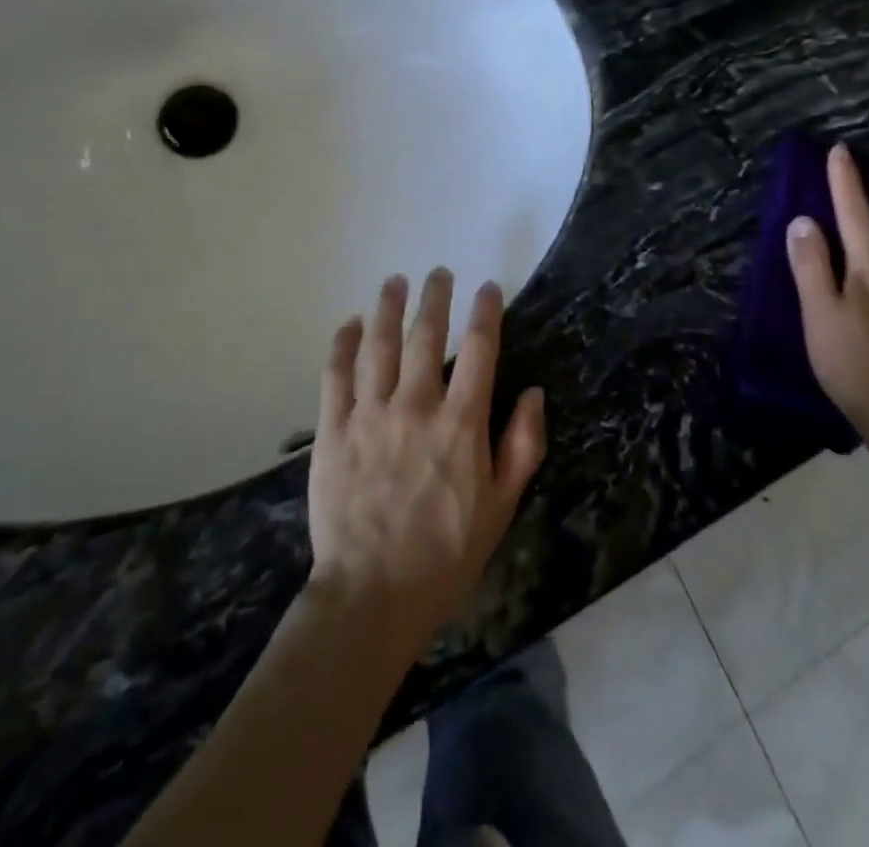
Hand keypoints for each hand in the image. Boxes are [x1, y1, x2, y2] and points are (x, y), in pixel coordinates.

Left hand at [306, 269, 546, 655]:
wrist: (372, 595)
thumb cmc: (446, 553)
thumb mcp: (502, 506)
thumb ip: (523, 445)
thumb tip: (534, 392)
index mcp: (461, 423)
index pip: (479, 350)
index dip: (486, 313)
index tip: (488, 288)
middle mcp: (415, 406)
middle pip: (427, 336)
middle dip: (435, 298)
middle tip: (438, 272)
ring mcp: (370, 415)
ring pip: (379, 346)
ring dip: (388, 308)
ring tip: (395, 282)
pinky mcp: (333, 430)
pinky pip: (336, 375)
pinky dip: (343, 344)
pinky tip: (350, 324)